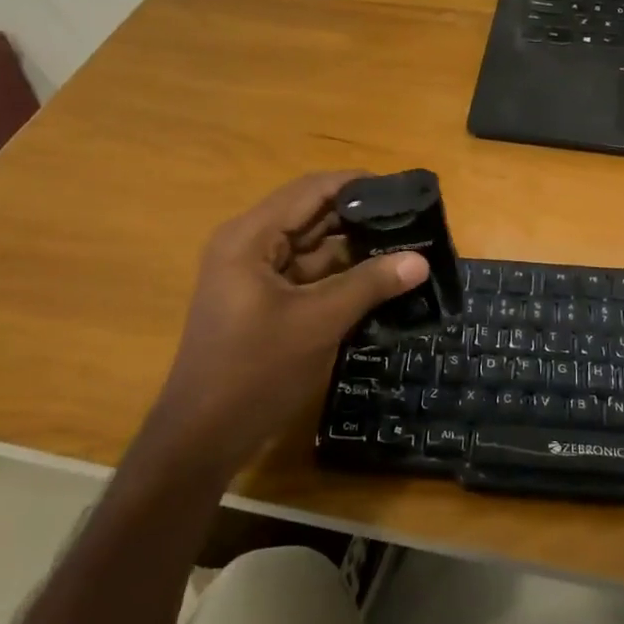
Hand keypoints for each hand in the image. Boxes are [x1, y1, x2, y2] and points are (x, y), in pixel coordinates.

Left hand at [149, 172, 427, 473]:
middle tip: (414, 221)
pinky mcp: (264, 302)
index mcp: (251, 236)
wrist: (202, 438)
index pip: (311, 190)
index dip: (358, 185)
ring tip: (407, 246)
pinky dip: (341, 276)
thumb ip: (369, 285)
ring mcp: (255, 275)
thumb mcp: (318, 323)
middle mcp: (250, 245)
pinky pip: (308, 276)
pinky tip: (381, 279)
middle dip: (362, 218)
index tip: (403, 191)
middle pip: (313, 216)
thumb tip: (420, 261)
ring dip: (355, 249)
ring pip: (314, 248)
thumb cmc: (254, 371)